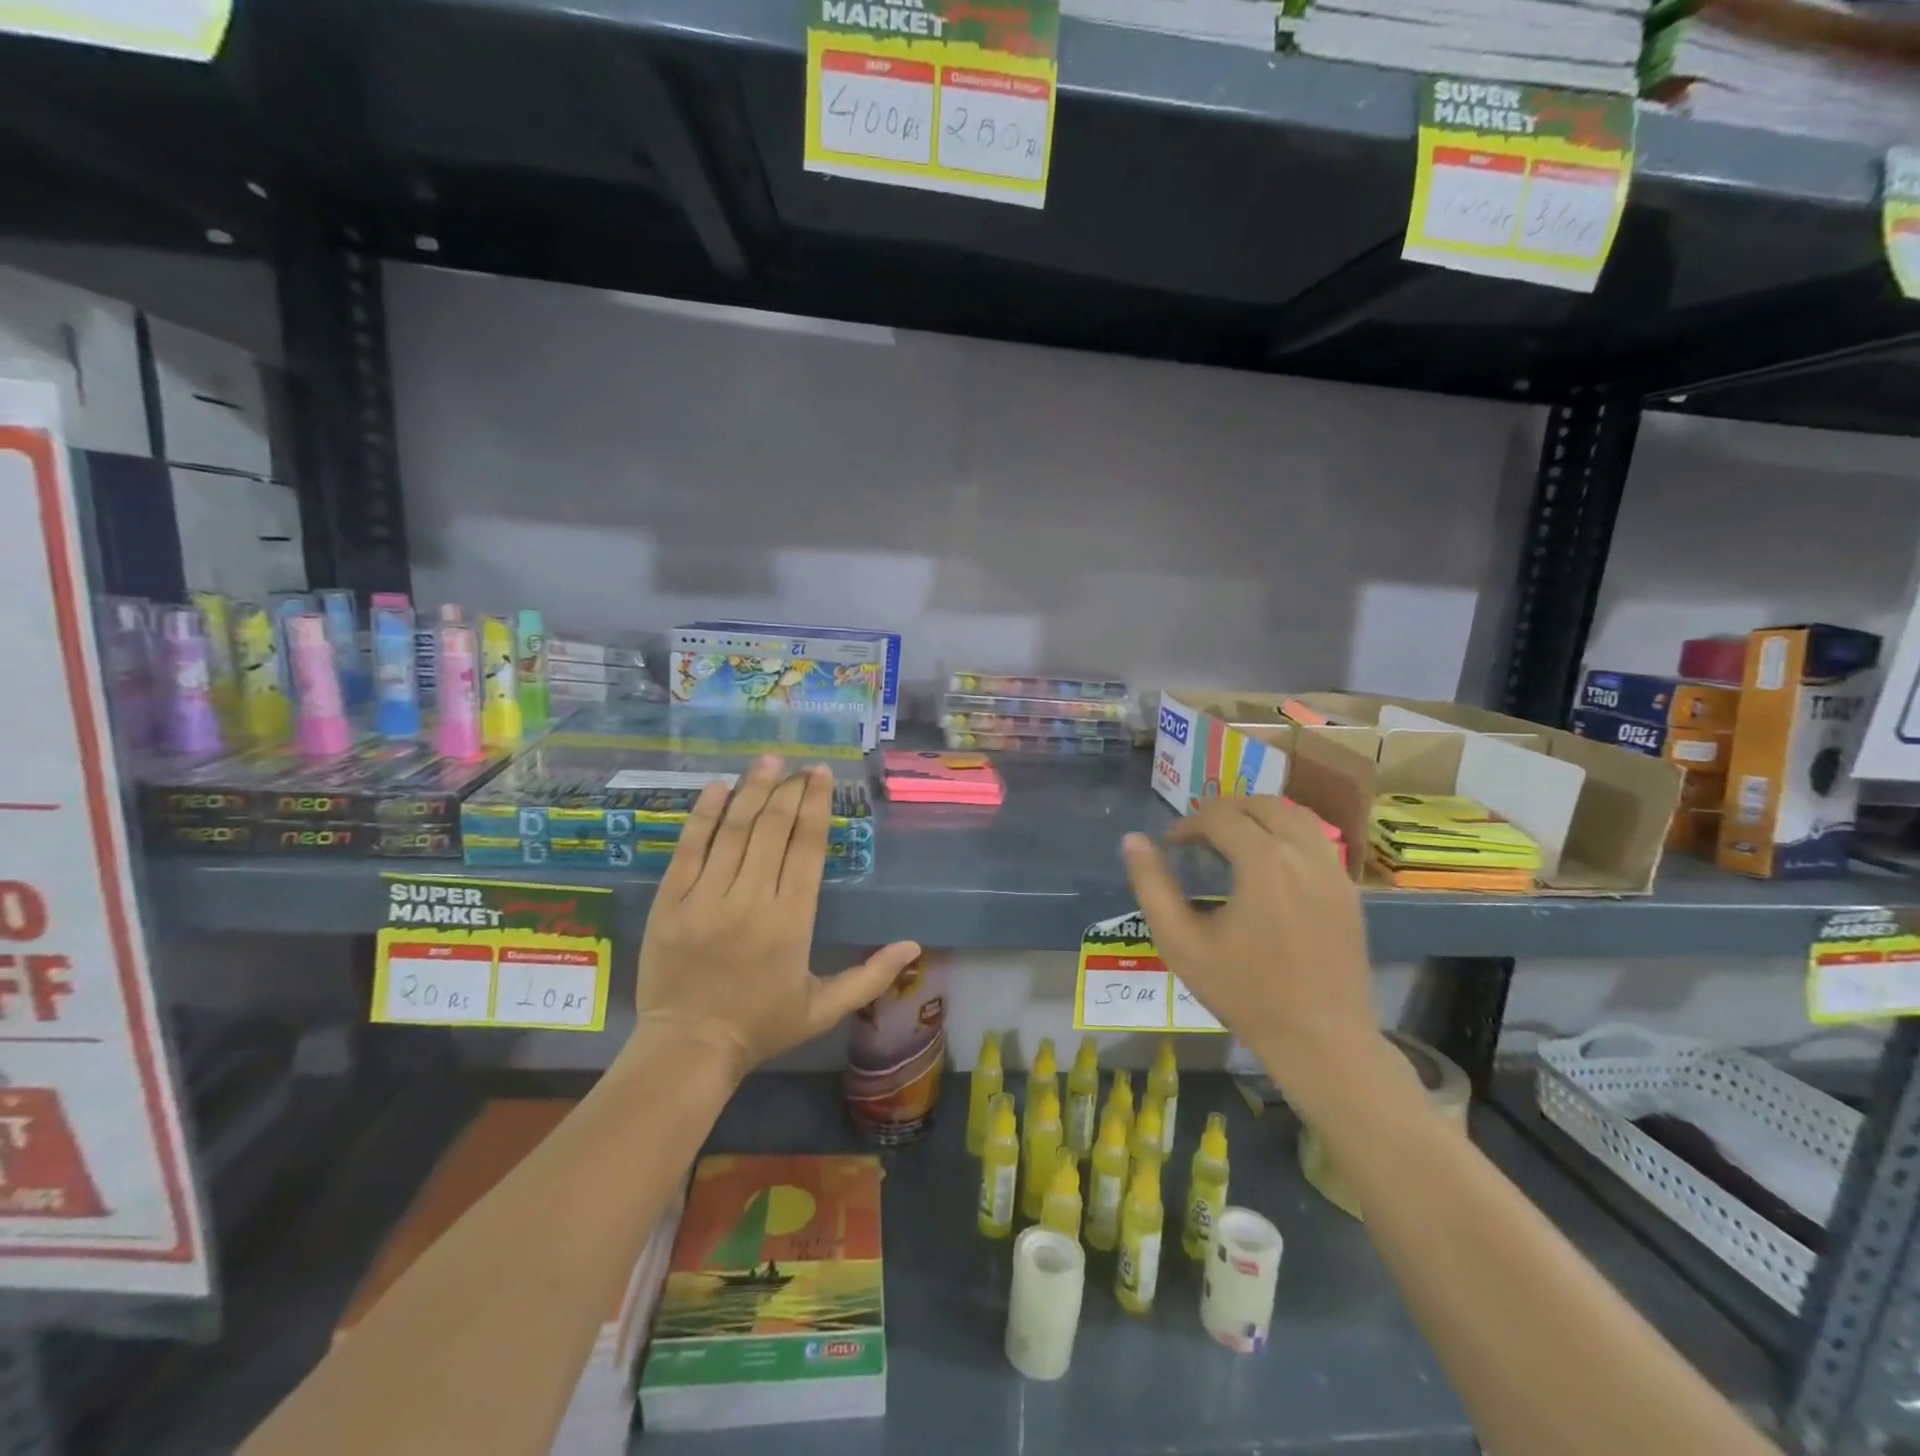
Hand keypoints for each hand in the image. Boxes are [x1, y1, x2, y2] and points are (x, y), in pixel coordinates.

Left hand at [635, 756, 919, 1083]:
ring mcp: (705, 897)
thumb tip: (914, 946)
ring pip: (733, 830)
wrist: (689, 1049)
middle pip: (772, 829)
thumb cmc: (762, 1026)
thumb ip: (871, 975)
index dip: (816, 805)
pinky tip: (716, 788)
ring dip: (752, 790)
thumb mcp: (825, 1007)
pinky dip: (703, 816)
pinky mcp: (670, 902)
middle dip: (789, 790)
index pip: (806, 847)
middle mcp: (750, 899)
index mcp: (791, 920)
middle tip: (799, 767)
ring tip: (767, 761)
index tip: (821, 775)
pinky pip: (688, 848)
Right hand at [1122, 798, 1379, 1107]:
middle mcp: (1304, 853)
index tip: (1170, 845)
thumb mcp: (1182, 943)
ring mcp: (1334, 870)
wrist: (1322, 1040)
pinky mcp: (1350, 890)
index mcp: (1264, 861)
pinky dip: (1287, 834)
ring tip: (1232, 841)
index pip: (1220, 816)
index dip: (1188, 824)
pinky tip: (1269, 865)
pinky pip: (1316, 840)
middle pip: (1261, 804)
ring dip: (1258, 817)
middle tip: (1197, 835)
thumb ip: (1152, 886)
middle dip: (1224, 811)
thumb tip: (1133, 841)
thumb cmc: (1245, 993)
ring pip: (1294, 816)